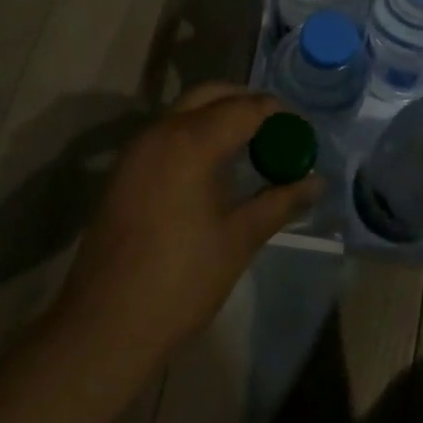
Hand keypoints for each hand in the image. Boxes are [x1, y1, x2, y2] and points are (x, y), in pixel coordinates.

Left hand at [50, 83, 322, 365]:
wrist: (105, 327)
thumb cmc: (181, 281)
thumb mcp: (240, 239)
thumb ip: (280, 201)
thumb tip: (317, 182)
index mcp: (191, 143)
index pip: (245, 108)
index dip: (277, 113)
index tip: (301, 130)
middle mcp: (159, 133)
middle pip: (210, 95)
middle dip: (246, 102)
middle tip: (277, 128)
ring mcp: (136, 151)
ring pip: (184, 111)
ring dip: (218, 116)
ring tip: (252, 145)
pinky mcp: (123, 172)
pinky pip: (166, 133)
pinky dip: (195, 133)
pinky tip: (215, 165)